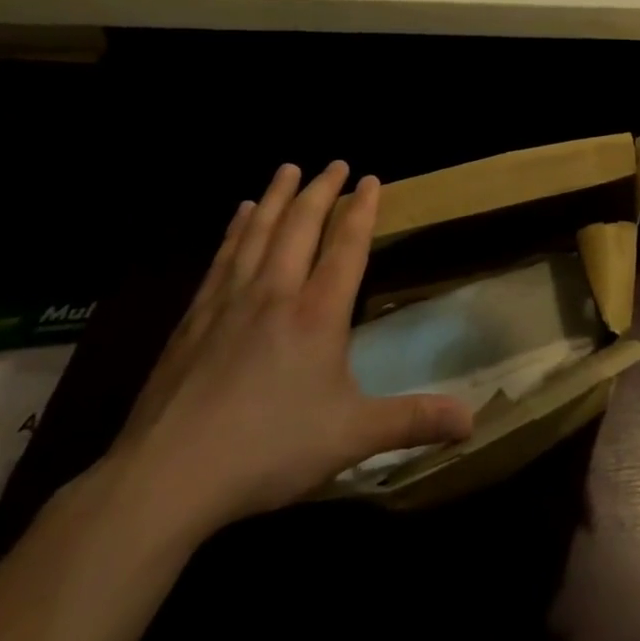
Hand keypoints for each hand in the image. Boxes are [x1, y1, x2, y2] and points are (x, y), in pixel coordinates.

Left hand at [104, 162, 473, 540]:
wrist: (166, 476)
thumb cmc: (268, 450)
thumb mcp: (351, 437)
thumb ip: (412, 421)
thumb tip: (473, 420)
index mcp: (317, 314)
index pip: (346, 246)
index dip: (362, 209)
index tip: (371, 179)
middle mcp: (275, 293)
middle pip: (301, 226)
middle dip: (321, 190)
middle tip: (335, 164)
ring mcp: (229, 302)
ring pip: (259, 232)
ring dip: (278, 197)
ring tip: (288, 169)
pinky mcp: (193, 320)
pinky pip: (223, 257)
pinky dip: (236, 229)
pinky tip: (240, 214)